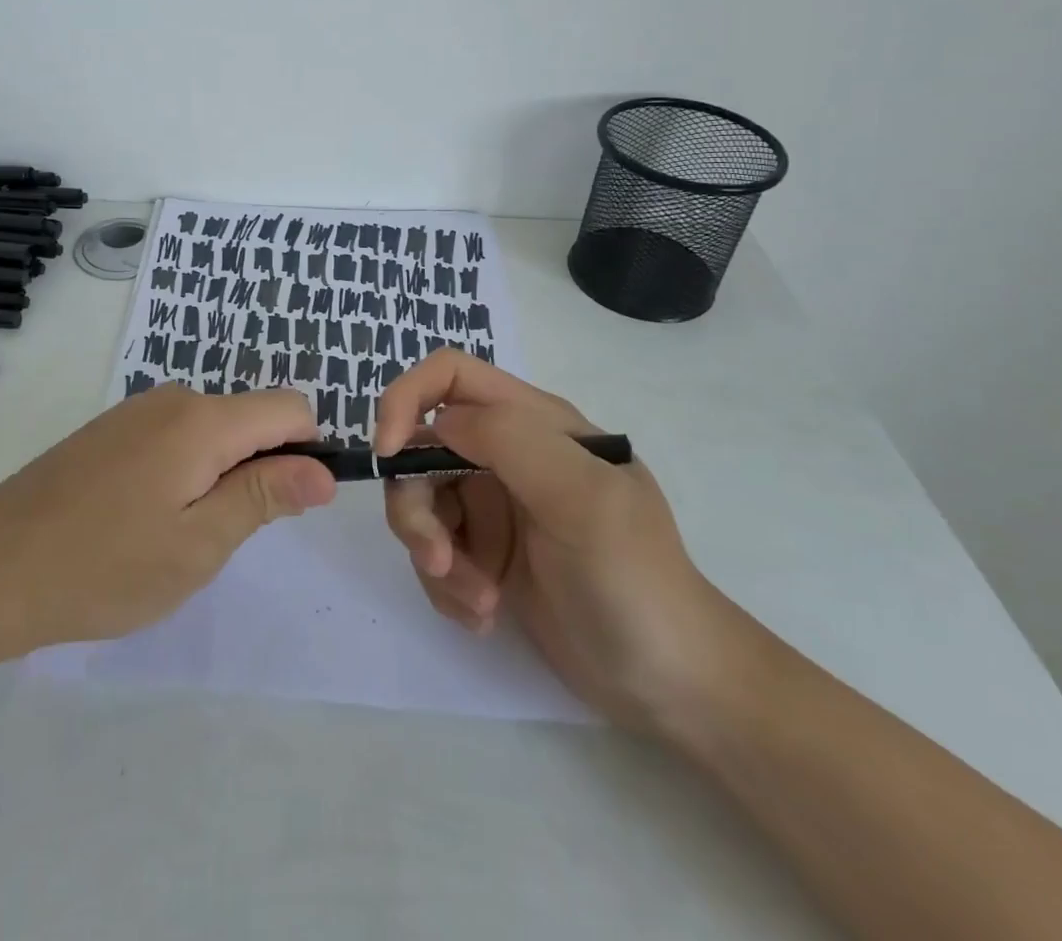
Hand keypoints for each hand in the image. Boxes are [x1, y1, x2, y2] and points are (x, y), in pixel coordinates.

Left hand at [0, 384, 334, 660]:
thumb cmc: (105, 565)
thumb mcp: (198, 544)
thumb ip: (265, 497)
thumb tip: (324, 470)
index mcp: (203, 420)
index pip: (289, 407)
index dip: (308, 450)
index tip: (292, 505)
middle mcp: (172, 399)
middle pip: (249, 418)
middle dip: (259, 469)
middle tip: (221, 536)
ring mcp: (135, 412)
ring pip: (211, 430)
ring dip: (218, 475)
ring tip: (176, 535)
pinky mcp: (108, 431)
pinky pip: (173, 437)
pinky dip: (183, 471)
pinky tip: (142, 520)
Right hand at [374, 350, 748, 730]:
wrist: (673, 686)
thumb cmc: (633, 579)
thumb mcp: (580, 498)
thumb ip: (509, 440)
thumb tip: (437, 425)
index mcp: (533, 423)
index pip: (449, 375)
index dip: (406, 399)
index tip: (388, 454)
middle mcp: (506, 455)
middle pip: (420, 449)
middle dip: (417, 508)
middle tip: (440, 562)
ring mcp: (494, 506)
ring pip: (420, 505)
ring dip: (434, 557)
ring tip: (479, 602)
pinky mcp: (485, 554)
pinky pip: (434, 552)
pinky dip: (447, 586)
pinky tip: (485, 615)